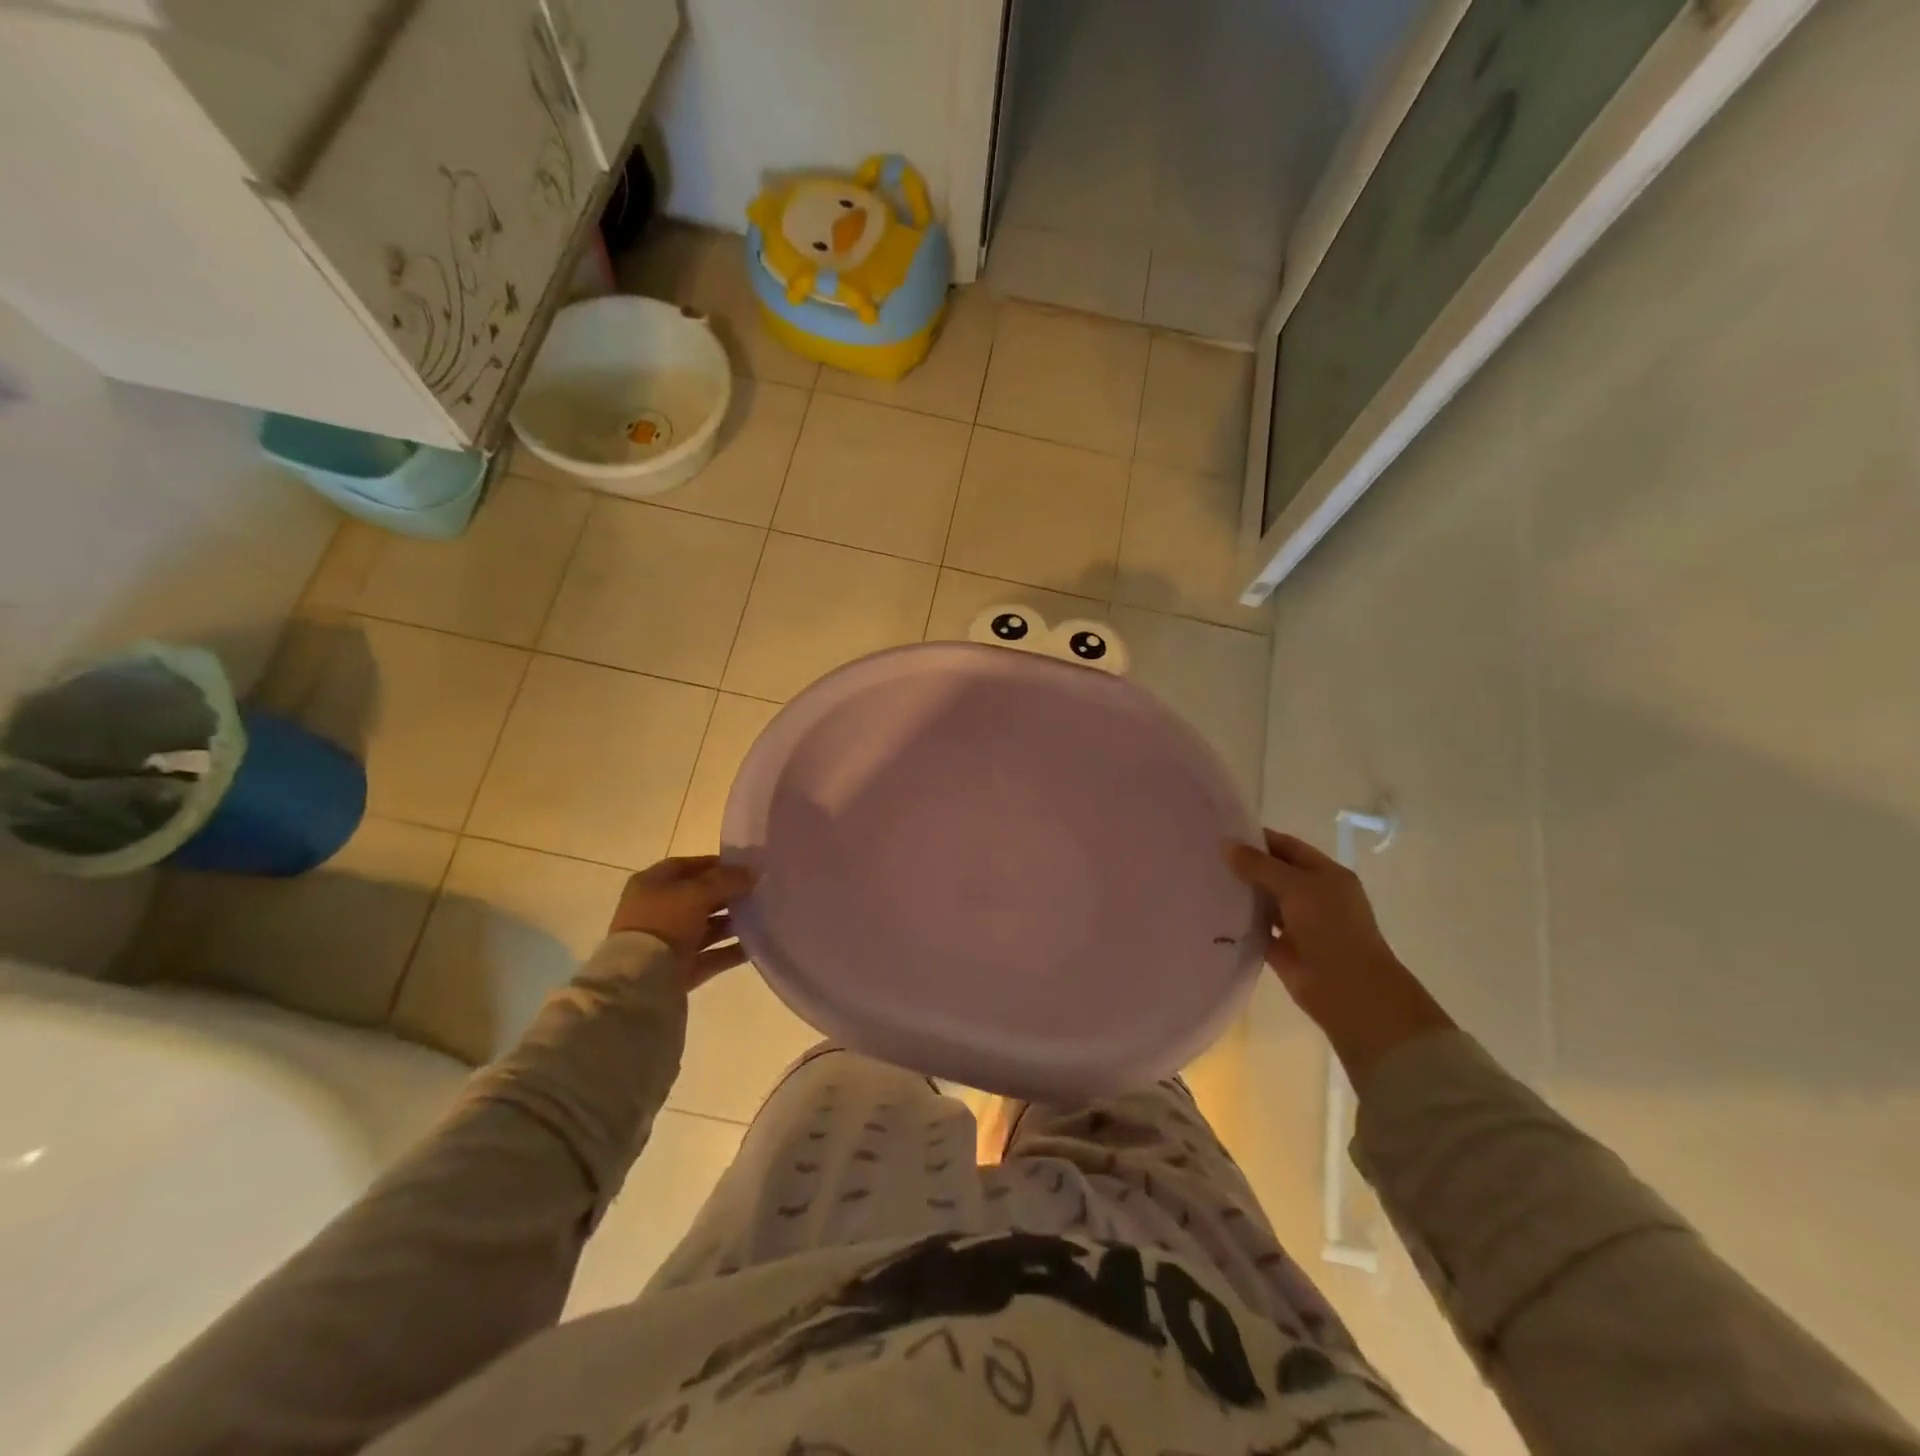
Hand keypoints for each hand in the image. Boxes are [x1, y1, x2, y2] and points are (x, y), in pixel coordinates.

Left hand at [608, 855, 755, 990]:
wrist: (641, 980)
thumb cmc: (664, 922)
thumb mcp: (697, 892)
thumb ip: (726, 880)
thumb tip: (752, 872)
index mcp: (651, 885)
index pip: (686, 867)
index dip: (715, 865)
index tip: (745, 867)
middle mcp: (657, 911)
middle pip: (698, 897)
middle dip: (727, 895)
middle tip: (758, 892)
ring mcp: (668, 942)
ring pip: (706, 928)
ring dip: (732, 923)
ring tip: (762, 917)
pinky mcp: (679, 969)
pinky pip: (711, 956)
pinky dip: (731, 951)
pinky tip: (756, 945)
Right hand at [1226, 830, 1452, 1086]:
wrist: (1348, 991)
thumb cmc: (1331, 929)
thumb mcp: (1296, 887)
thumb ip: (1260, 865)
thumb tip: (1226, 845)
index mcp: (1326, 875)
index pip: (1287, 847)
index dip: (1258, 839)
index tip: (1222, 833)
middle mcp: (1313, 896)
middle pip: (1273, 873)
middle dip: (1245, 865)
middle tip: (1205, 855)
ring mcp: (1298, 924)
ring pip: (1264, 902)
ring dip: (1240, 893)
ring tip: (1202, 879)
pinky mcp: (1282, 949)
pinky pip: (1256, 929)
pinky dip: (1239, 922)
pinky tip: (1211, 912)